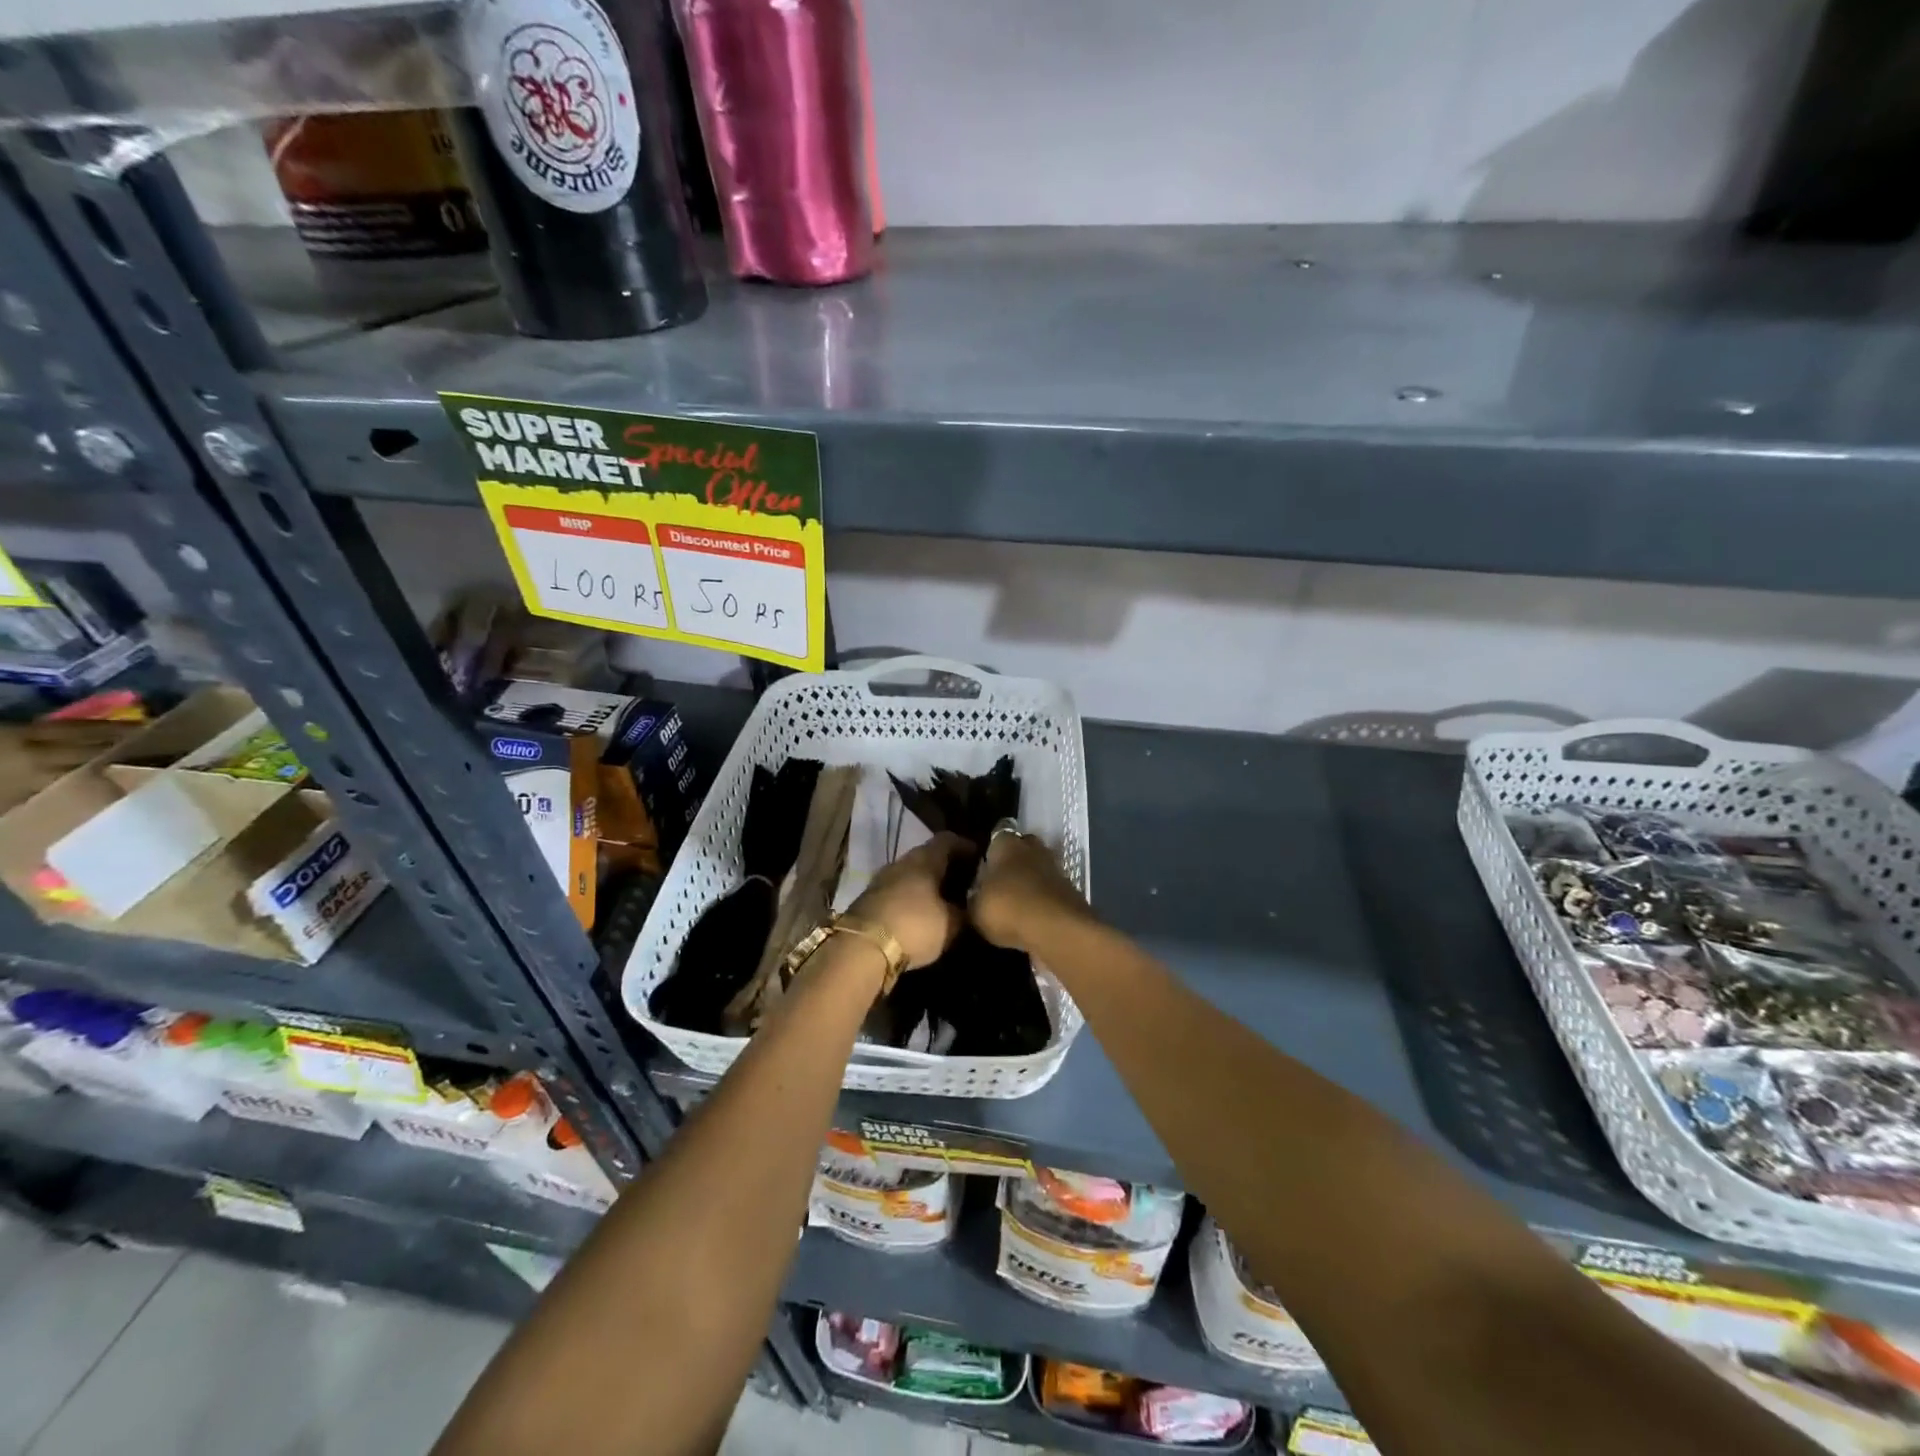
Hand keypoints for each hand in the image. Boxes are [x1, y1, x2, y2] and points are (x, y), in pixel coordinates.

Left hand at [847, 832, 967, 970]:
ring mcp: (882, 879)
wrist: (862, 948)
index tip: (981, 859)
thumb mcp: (951, 924)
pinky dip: (912, 898)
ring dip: (927, 884)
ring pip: (911, 874)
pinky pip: (898, 891)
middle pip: (928, 856)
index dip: (966, 847)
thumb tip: (971, 906)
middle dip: (947, 868)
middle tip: (965, 884)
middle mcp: (902, 861)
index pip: (948, 840)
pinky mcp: (869, 899)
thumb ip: (965, 912)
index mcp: (925, 858)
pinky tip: (921, 914)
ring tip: (945, 901)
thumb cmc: (914, 926)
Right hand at [969, 829, 1087, 951]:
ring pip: (1038, 868)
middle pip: (1022, 847)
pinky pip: (1049, 889)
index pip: (997, 833)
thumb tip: (974, 896)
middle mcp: (1032, 847)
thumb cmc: (1007, 908)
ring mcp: (1055, 867)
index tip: (981, 863)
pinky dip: (1042, 898)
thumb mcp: (975, 909)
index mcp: (1005, 843)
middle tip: (997, 881)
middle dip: (1012, 861)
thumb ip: (972, 899)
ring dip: (1029, 880)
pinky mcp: (1070, 889)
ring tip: (1014, 901)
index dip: (990, 847)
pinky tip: (1031, 914)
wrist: (1057, 930)